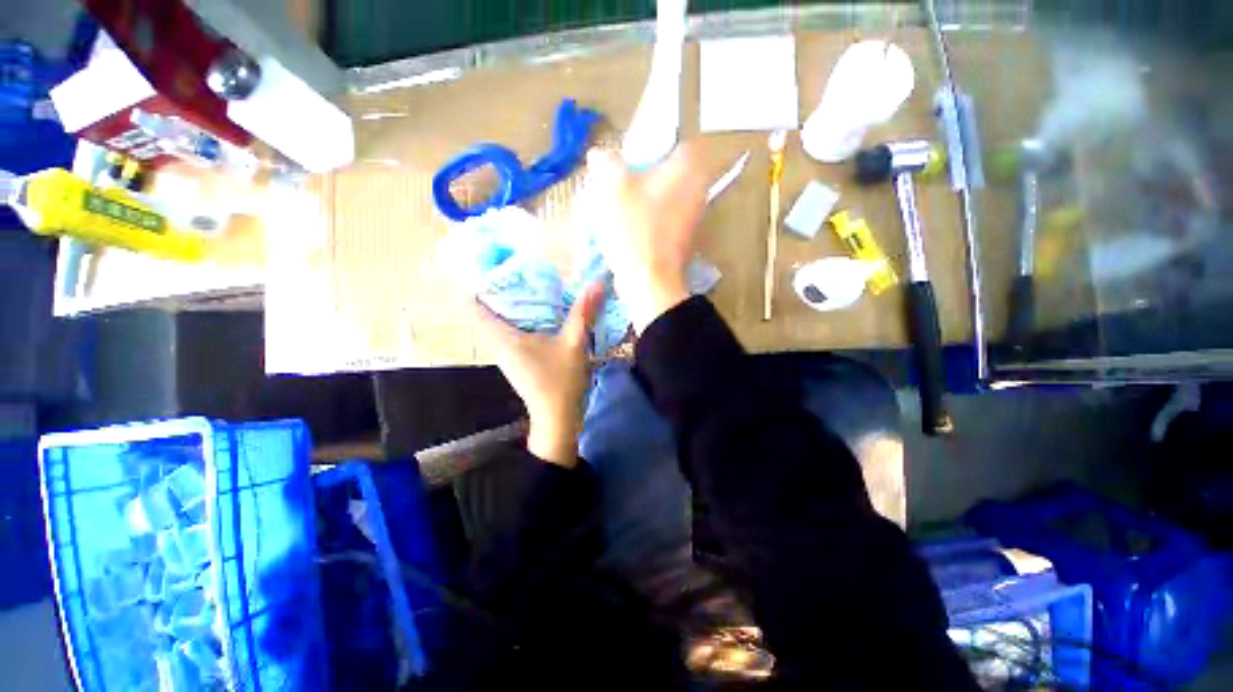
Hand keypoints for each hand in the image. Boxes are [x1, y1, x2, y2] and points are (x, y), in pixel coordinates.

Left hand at [472, 281, 606, 466]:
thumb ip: (584, 313)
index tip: (493, 265)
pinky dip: (522, 318)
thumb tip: (598, 283)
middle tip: (518, 269)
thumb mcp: (574, 344)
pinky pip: (512, 332)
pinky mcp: (519, 361)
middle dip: (498, 289)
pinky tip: (542, 313)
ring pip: (499, 321)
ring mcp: (507, 354)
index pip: (472, 305)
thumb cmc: (560, 382)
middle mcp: (498, 344)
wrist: (558, 419)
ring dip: (512, 304)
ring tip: (531, 285)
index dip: (477, 283)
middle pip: (485, 310)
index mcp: (502, 338)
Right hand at [581, 145, 706, 331]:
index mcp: (688, 169)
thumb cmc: (634, 229)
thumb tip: (599, 155)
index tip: (626, 160)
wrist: (648, 281)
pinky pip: (661, 219)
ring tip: (616, 207)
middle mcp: (697, 190)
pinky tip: (626, 228)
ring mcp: (691, 218)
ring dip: (641, 199)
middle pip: (665, 172)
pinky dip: (646, 220)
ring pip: (662, 197)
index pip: (673, 142)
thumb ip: (606, 162)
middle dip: (640, 176)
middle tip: (616, 184)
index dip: (647, 146)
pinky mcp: (682, 239)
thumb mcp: (614, 187)